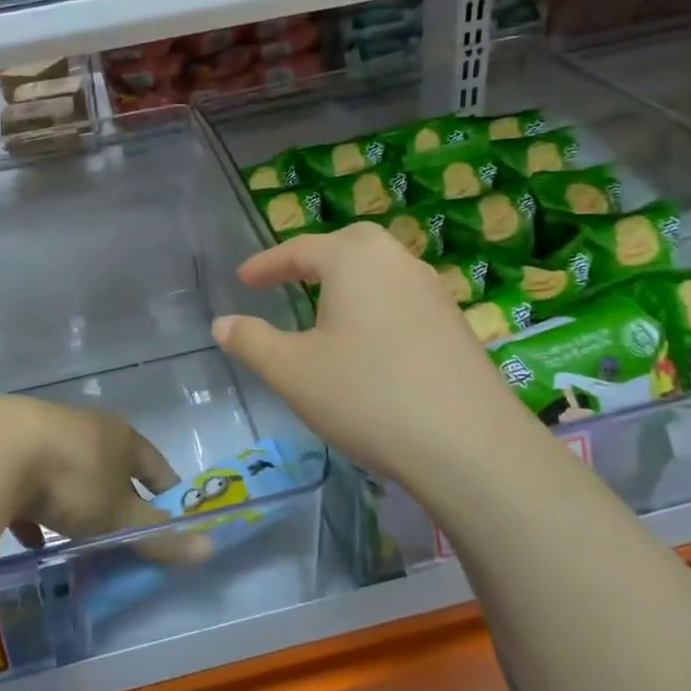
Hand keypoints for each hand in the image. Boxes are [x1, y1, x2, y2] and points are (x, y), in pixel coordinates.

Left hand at [0, 395, 209, 563]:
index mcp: (122, 437)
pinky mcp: (10, 449)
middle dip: (118, 500)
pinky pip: (32, 485)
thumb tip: (210, 549)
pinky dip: (36, 511)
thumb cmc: (73, 478)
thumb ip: (159, 535)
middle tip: (121, 535)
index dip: (167, 493)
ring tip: (76, 539)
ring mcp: (47, 434)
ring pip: (71, 474)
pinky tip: (29, 537)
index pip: (156, 465)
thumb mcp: (120, 515)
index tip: (172, 520)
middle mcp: (88, 428)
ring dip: (76, 504)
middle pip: (112, 467)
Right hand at [212, 224, 530, 497]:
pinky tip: (370, 344)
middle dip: (313, 259)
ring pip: (380, 272)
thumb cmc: (366, 395)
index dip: (266, 264)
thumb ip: (252, 341)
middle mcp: (397, 262)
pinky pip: (402, 299)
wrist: (469, 444)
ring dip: (348, 282)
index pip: (300, 249)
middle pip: (348, 246)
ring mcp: (433, 292)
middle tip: (287, 280)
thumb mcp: (292, 371)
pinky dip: (375, 307)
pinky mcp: (455, 325)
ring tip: (325, 311)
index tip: (242, 278)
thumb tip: (222, 322)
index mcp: (354, 259)